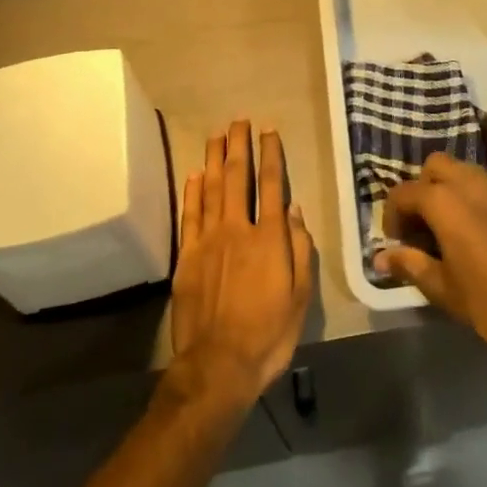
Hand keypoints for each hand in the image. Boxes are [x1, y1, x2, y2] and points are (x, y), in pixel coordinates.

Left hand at [169, 121, 314, 414]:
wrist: (218, 366)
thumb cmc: (268, 335)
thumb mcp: (300, 297)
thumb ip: (299, 249)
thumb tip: (295, 209)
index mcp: (269, 237)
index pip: (272, 184)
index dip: (271, 154)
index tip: (268, 130)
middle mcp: (238, 229)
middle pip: (238, 177)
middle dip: (239, 145)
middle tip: (239, 120)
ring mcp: (208, 240)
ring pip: (211, 188)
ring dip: (214, 158)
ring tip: (217, 134)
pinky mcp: (186, 257)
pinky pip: (190, 215)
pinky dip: (192, 191)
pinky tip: (195, 174)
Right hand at [375, 152, 486, 361]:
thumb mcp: (442, 288)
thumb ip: (409, 265)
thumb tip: (380, 257)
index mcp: (445, 201)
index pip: (404, 192)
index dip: (393, 215)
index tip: (397, 240)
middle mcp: (472, 184)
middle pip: (436, 165)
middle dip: (423, 188)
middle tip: (424, 224)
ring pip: (467, 173)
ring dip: (452, 191)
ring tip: (453, 228)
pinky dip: (481, 204)